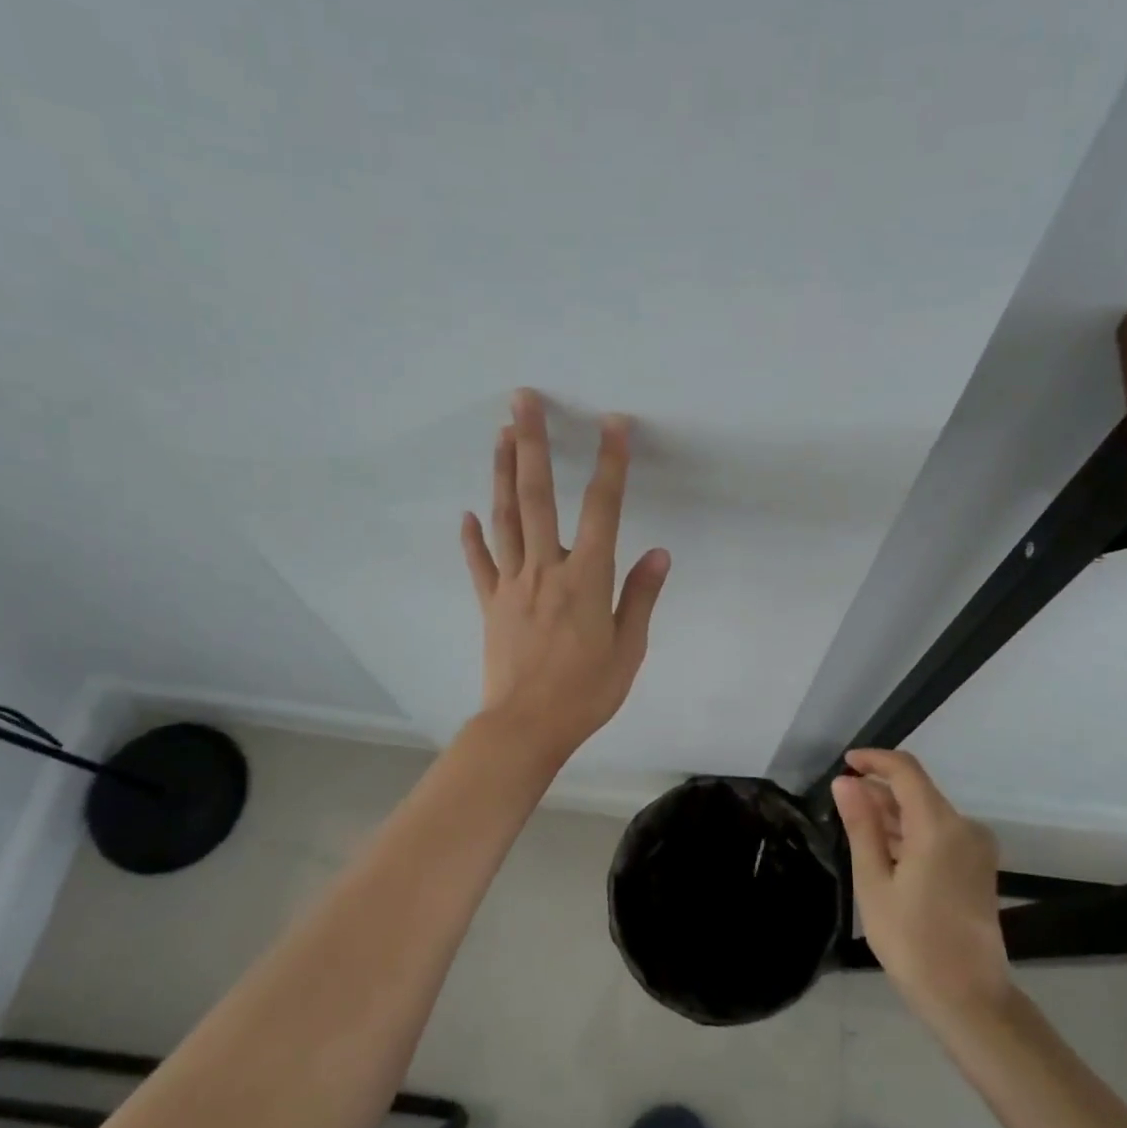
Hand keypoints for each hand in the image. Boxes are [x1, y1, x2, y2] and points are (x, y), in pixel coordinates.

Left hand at [460, 389, 669, 764]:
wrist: (526, 727)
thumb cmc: (586, 693)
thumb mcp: (628, 649)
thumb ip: (640, 597)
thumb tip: (658, 553)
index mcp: (587, 578)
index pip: (602, 508)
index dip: (610, 463)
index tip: (614, 424)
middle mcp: (547, 569)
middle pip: (537, 496)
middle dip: (532, 443)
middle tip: (522, 400)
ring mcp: (512, 584)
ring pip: (505, 518)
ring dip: (502, 472)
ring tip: (499, 433)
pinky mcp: (490, 604)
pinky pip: (479, 563)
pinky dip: (472, 537)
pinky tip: (467, 513)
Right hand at [833, 749, 1011, 1029]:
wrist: (967, 997)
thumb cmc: (911, 940)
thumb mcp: (873, 882)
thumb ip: (861, 826)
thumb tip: (845, 782)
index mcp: (939, 826)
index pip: (906, 771)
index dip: (874, 760)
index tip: (844, 763)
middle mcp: (965, 827)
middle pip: (918, 791)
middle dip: (879, 790)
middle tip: (842, 804)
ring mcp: (976, 848)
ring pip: (928, 812)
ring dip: (894, 813)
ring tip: (857, 828)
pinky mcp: (978, 866)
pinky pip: (940, 833)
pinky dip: (911, 832)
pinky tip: (885, 849)